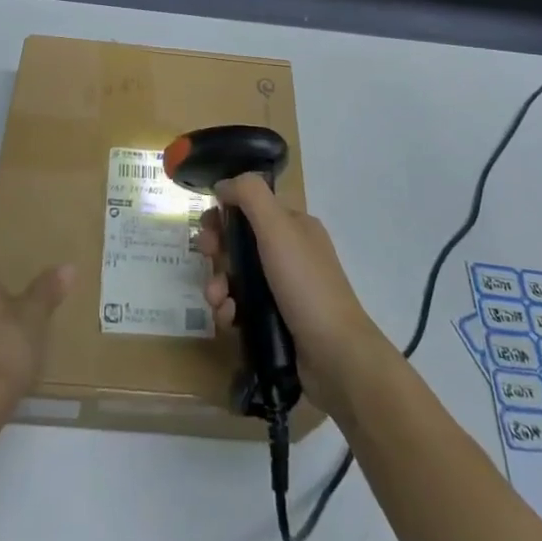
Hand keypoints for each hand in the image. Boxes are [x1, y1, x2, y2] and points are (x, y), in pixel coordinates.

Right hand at [197, 176, 390, 411]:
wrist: (335, 356)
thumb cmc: (305, 284)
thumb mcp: (278, 228)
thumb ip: (250, 195)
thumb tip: (223, 184)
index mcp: (294, 226)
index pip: (252, 207)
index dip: (225, 213)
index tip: (207, 226)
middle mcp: (290, 252)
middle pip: (240, 241)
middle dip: (217, 249)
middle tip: (206, 258)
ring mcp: (284, 288)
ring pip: (237, 275)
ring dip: (219, 283)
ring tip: (217, 299)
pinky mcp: (276, 320)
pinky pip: (243, 305)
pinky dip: (230, 309)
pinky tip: (229, 318)